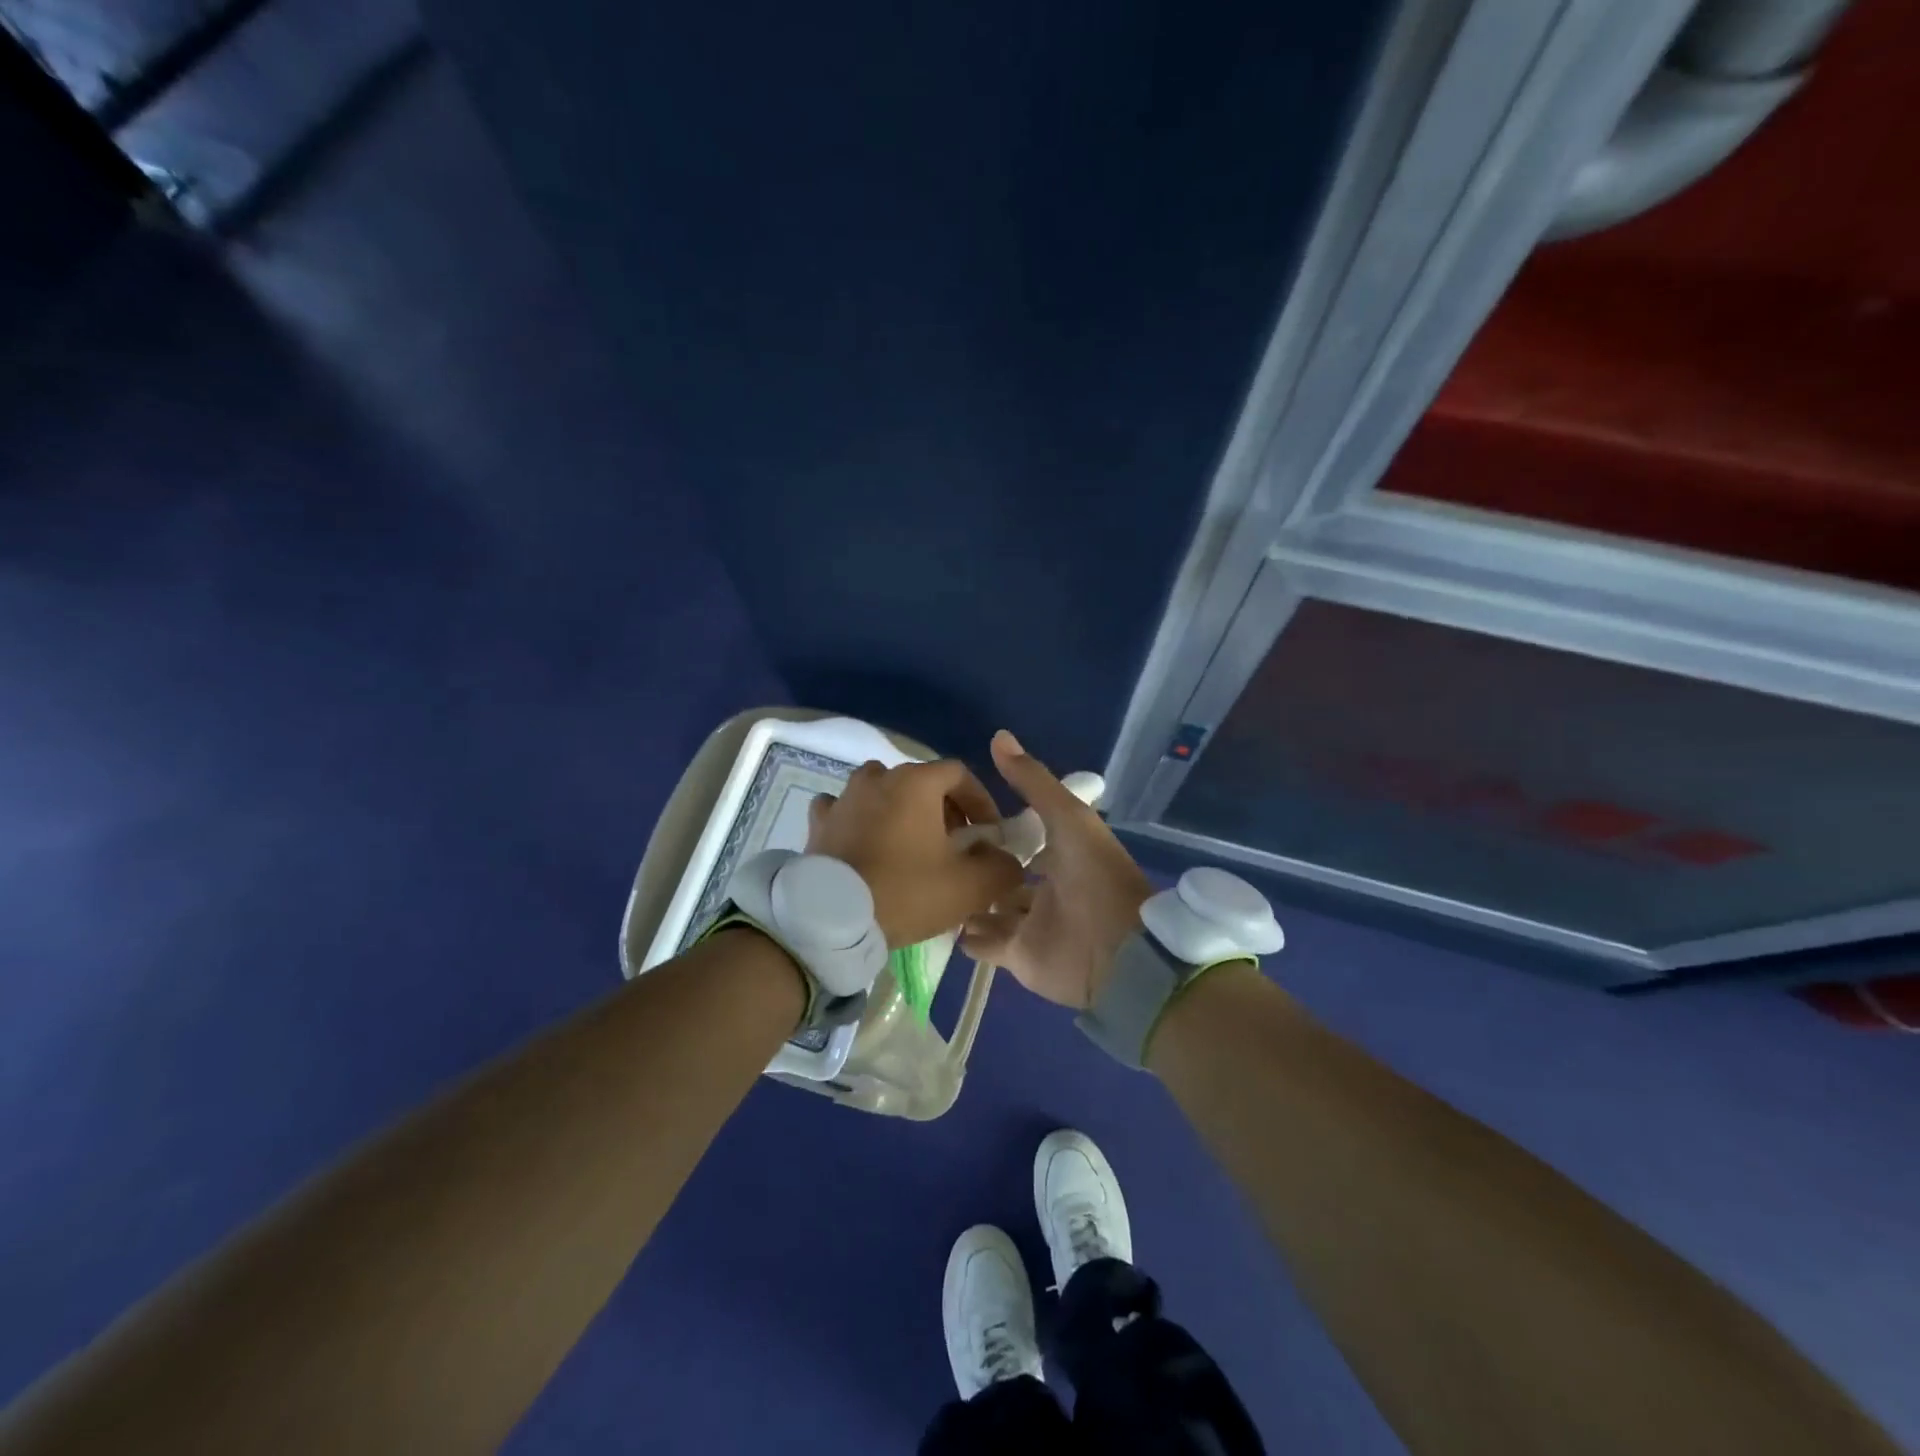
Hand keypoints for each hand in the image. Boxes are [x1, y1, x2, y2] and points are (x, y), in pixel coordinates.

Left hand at [807, 759, 1024, 948]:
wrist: (833, 920)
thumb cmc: (906, 892)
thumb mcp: (970, 886)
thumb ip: (1002, 867)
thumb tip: (1007, 860)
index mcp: (915, 782)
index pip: (959, 774)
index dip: (980, 801)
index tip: (987, 834)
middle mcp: (877, 777)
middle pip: (920, 781)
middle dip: (943, 808)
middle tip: (953, 845)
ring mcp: (843, 797)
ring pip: (881, 791)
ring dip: (901, 810)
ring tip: (910, 845)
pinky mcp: (818, 822)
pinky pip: (845, 809)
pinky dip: (860, 820)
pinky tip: (865, 843)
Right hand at [960, 730, 1153, 1008]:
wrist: (1117, 952)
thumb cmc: (1095, 878)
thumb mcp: (1068, 817)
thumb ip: (1033, 781)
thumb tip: (998, 735)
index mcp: (1062, 854)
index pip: (1024, 836)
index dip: (997, 826)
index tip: (960, 813)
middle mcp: (1044, 888)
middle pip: (1004, 875)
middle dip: (979, 866)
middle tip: (936, 853)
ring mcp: (1030, 925)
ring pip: (991, 909)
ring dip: (968, 901)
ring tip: (932, 886)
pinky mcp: (1017, 957)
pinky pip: (984, 945)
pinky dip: (966, 936)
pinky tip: (940, 921)